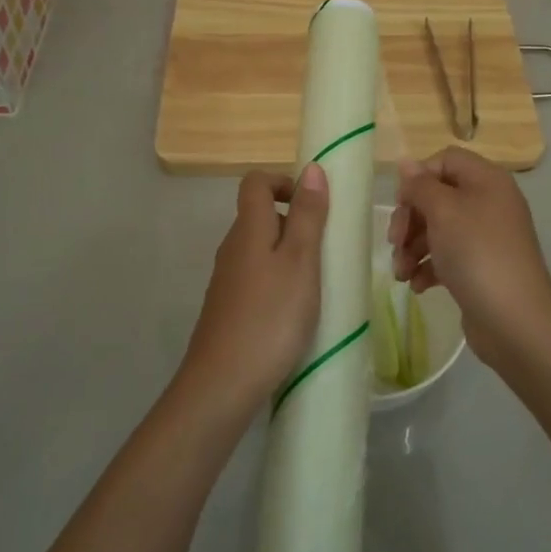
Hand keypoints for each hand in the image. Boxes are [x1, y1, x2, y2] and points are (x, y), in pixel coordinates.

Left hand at [183, 165, 329, 413]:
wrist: (223, 382)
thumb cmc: (270, 316)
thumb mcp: (301, 261)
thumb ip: (308, 216)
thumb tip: (311, 169)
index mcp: (248, 229)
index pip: (255, 182)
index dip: (284, 182)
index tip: (314, 204)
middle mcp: (232, 248)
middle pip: (260, 216)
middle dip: (295, 223)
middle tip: (327, 250)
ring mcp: (227, 280)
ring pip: (261, 250)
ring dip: (290, 256)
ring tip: (318, 284)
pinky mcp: (229, 308)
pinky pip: (257, 278)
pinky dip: (279, 282)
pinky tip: (296, 312)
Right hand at [390, 147, 550, 371]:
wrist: (514, 319)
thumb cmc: (476, 253)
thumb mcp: (443, 211)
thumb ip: (420, 185)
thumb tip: (406, 163)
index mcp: (486, 180)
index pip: (445, 160)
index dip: (419, 177)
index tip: (402, 203)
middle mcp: (488, 203)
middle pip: (437, 196)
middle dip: (410, 219)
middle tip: (395, 242)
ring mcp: (485, 237)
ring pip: (437, 229)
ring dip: (412, 247)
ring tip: (402, 273)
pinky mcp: (479, 267)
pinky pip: (446, 256)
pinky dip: (428, 267)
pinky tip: (417, 285)